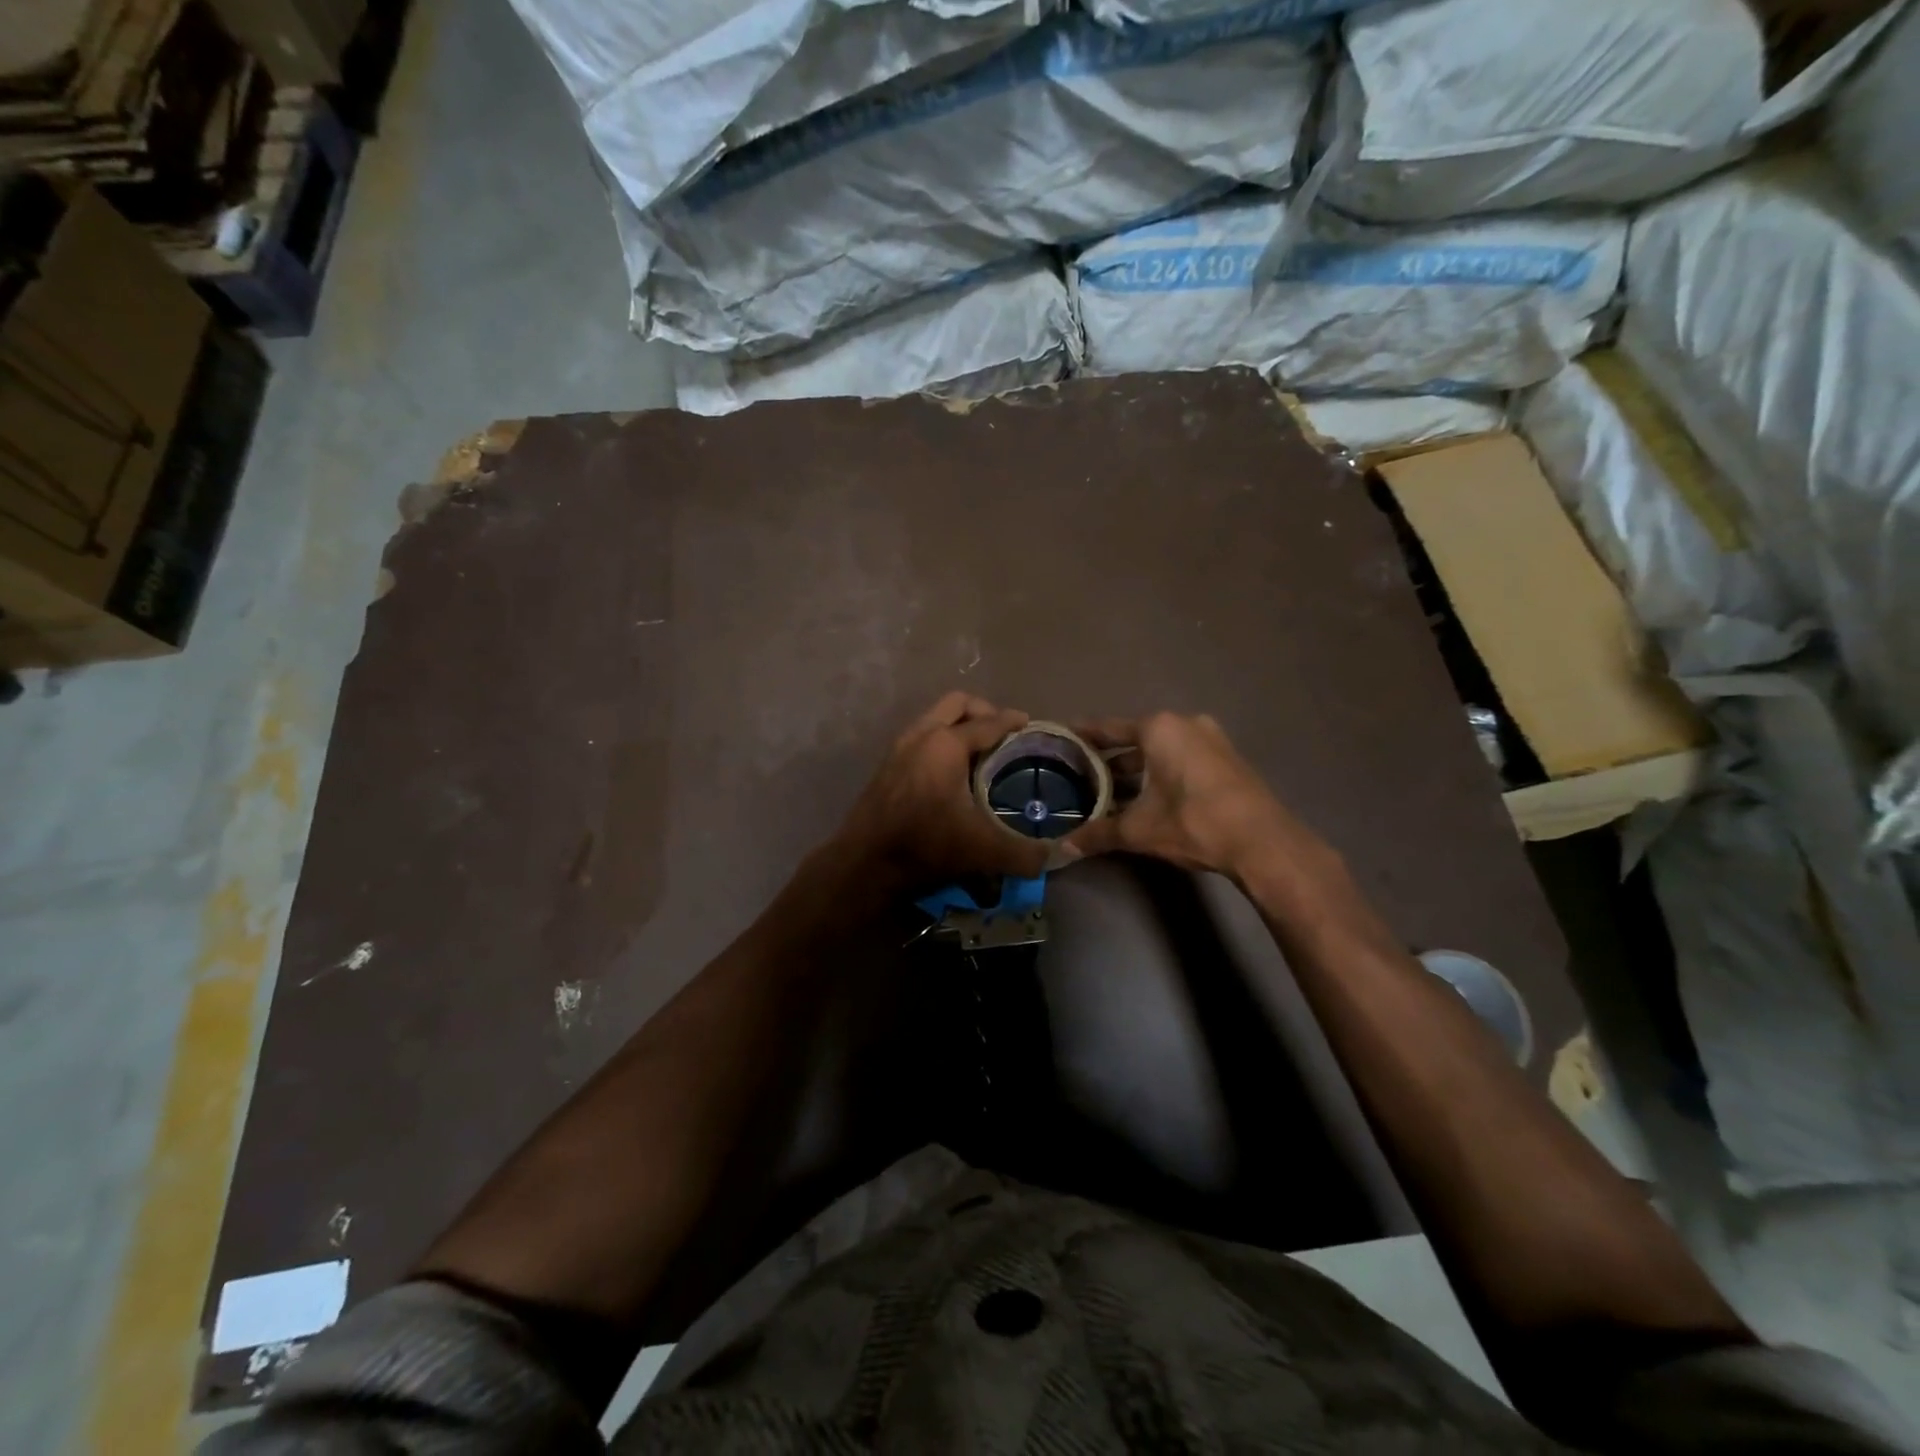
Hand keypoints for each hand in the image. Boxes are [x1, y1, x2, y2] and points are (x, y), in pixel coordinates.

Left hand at [835, 692, 1049, 889]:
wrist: (865, 863)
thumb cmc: (925, 846)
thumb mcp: (983, 851)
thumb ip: (1026, 853)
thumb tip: (1060, 856)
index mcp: (946, 744)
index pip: (989, 722)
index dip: (1013, 722)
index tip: (1030, 724)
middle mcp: (921, 735)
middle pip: (957, 704)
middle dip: (983, 711)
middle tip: (1004, 733)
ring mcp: (899, 747)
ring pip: (935, 717)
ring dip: (959, 724)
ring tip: (981, 750)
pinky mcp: (887, 764)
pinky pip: (922, 735)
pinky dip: (941, 739)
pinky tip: (951, 770)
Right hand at [1067, 712, 1302, 878]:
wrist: (1263, 842)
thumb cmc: (1193, 821)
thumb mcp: (1139, 829)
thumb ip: (1099, 833)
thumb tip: (1064, 849)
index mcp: (1159, 729)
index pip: (1109, 728)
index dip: (1084, 735)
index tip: (1063, 737)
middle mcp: (1185, 725)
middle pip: (1136, 739)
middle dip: (1110, 760)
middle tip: (1082, 774)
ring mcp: (1211, 740)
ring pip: (1161, 751)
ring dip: (1137, 770)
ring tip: (1110, 792)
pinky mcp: (1227, 760)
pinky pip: (1182, 760)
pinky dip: (1162, 774)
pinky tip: (1148, 799)